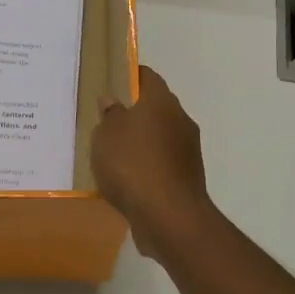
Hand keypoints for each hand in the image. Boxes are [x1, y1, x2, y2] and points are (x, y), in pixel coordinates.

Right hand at [91, 65, 215, 263]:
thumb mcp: (106, 135)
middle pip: (156, 108)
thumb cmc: (133, 165)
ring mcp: (187, 151)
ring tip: (113, 154)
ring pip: (160, 137)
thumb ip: (109, 115)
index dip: (131, 76)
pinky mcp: (187, 178)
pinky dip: (147, 167)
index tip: (113, 81)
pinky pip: (162, 164)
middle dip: (135, 112)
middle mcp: (180, 121)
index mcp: (162, 102)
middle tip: (107, 121)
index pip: (148, 77)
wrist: (169, 217)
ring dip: (142, 142)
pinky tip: (128, 180)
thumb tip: (113, 100)